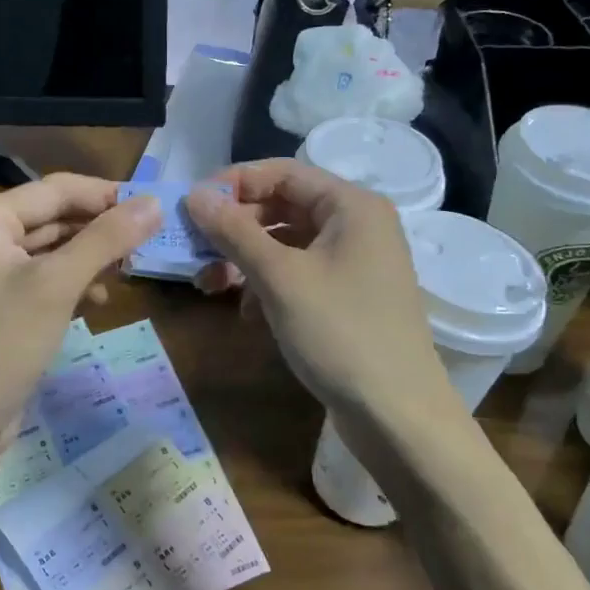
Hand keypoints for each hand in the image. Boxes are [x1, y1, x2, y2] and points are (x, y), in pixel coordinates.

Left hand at [0, 176, 159, 440]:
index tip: (152, 206)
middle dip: (100, 228)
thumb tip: (155, 202)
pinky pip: (43, 278)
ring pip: (51, 249)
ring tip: (129, 270)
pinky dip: (72, 283)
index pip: (56, 189)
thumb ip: (107, 239)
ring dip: (90, 256)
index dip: (106, 194)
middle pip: (53, 216)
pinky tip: (99, 299)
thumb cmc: (2, 343)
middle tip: (148, 239)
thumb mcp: (59, 285)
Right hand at [185, 161, 453, 422]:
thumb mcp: (280, 278)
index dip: (234, 184)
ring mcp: (355, 263)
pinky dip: (268, 286)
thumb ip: (234, 232)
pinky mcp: (348, 297)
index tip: (192, 206)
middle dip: (235, 228)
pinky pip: (299, 274)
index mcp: (351, 205)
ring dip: (246, 260)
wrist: (398, 416)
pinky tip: (247, 314)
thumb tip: (194, 194)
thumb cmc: (340, 333)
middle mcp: (357, 225)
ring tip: (210, 286)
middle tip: (195, 250)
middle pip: (283, 207)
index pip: (282, 173)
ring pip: (287, 244)